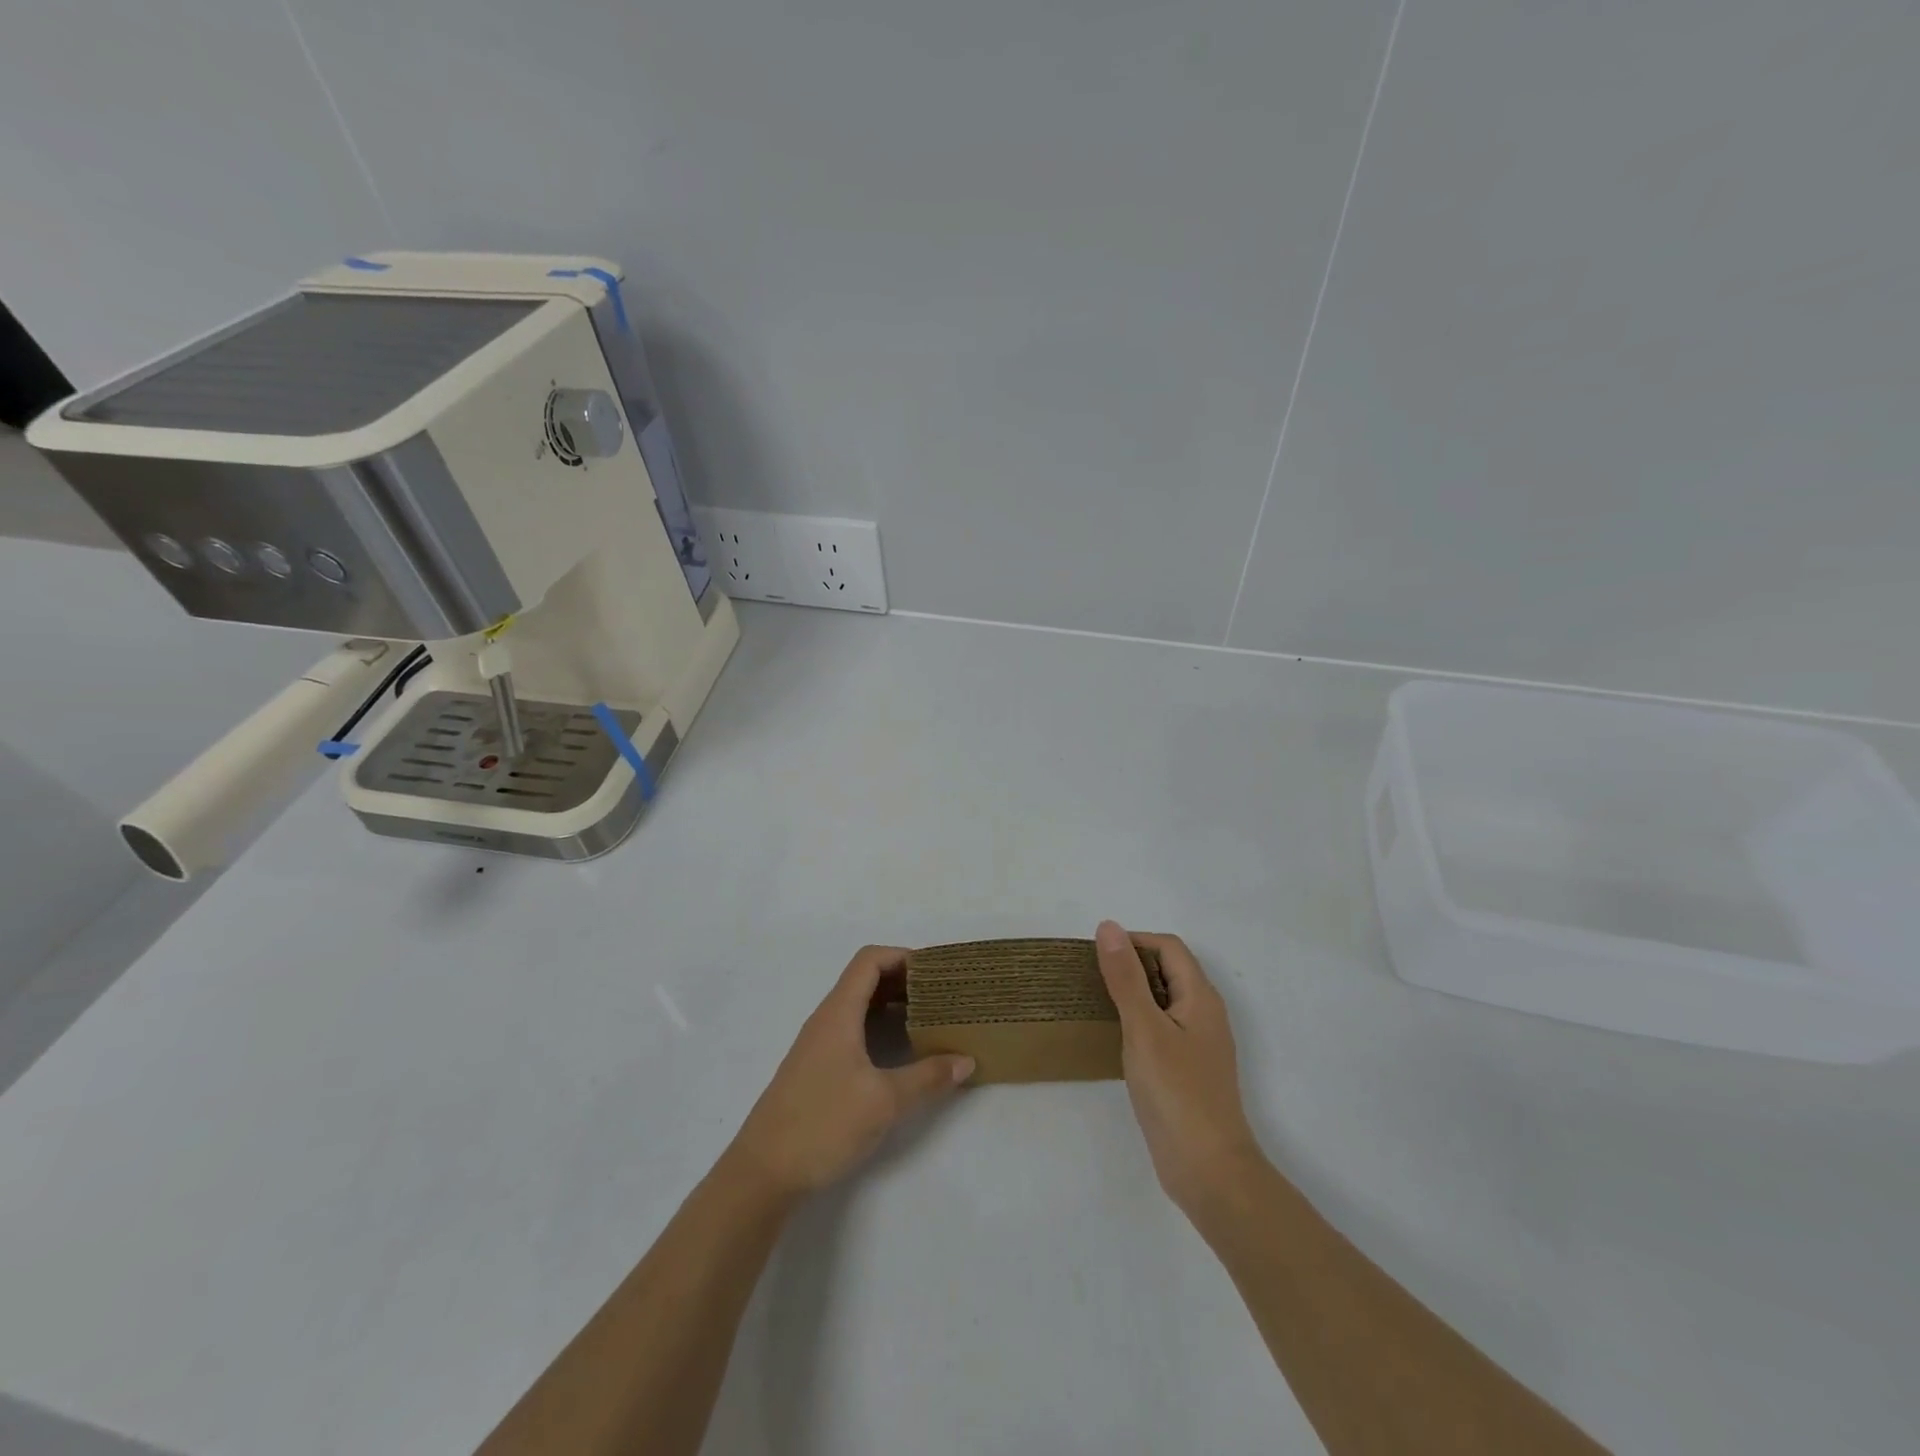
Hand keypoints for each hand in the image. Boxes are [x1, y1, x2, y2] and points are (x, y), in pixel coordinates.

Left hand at [730, 946, 974, 1200]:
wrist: (762, 1173)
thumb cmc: (823, 1124)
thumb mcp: (884, 1102)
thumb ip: (927, 1077)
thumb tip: (966, 1060)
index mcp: (838, 1013)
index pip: (870, 961)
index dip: (903, 956)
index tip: (936, 972)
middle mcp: (826, 1020)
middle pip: (865, 980)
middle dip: (904, 980)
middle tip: (941, 994)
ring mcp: (818, 1045)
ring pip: (859, 1007)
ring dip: (892, 1005)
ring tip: (928, 1018)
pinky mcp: (816, 1069)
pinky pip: (852, 1030)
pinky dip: (878, 1027)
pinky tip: (899, 1052)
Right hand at [1094, 921, 1264, 1213]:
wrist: (1208, 1170)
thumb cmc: (1177, 1093)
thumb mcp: (1144, 1029)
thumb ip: (1126, 978)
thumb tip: (1108, 927)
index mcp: (1200, 997)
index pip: (1168, 947)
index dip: (1134, 942)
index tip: (1096, 956)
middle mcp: (1204, 1014)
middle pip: (1168, 970)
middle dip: (1130, 965)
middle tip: (1090, 977)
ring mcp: (1197, 1044)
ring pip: (1163, 1001)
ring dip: (1132, 994)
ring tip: (1094, 1002)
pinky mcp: (1187, 1070)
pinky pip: (1161, 1028)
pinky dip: (1137, 1022)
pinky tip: (1113, 1039)